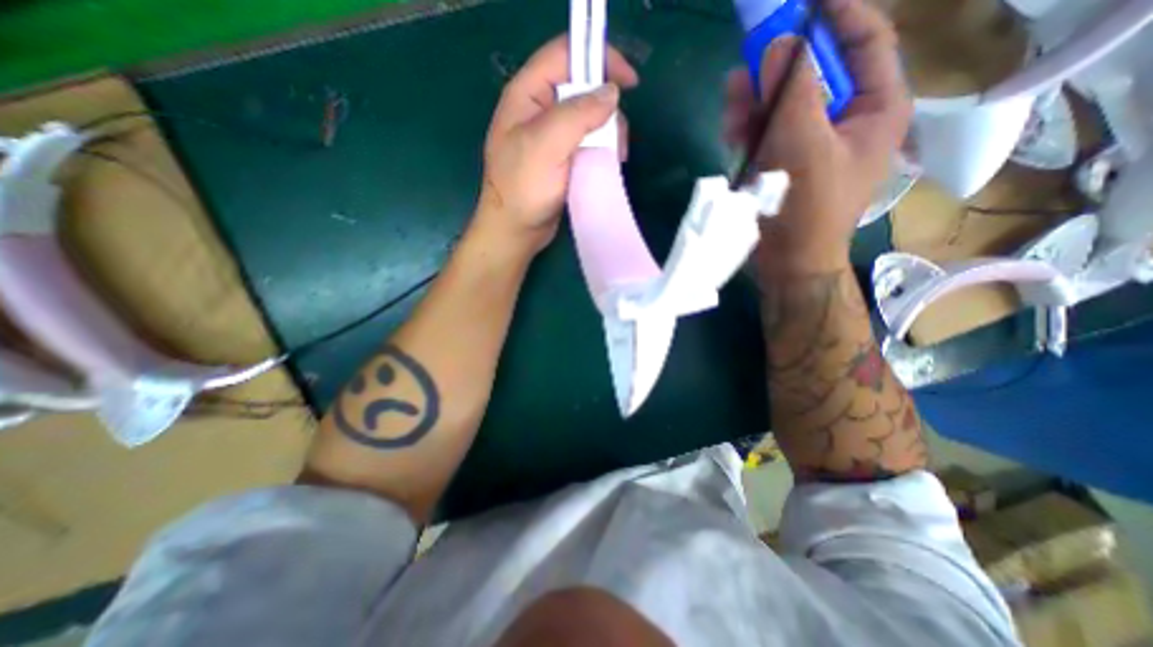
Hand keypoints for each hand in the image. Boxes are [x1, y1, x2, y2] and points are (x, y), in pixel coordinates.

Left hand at [475, 32, 640, 254]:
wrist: (515, 230)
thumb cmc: (523, 188)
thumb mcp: (546, 145)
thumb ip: (577, 114)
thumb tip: (611, 93)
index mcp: (527, 95)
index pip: (565, 55)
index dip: (600, 59)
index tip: (630, 83)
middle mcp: (539, 110)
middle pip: (582, 89)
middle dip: (607, 109)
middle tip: (619, 141)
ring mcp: (551, 136)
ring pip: (589, 118)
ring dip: (608, 134)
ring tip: (617, 158)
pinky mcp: (561, 158)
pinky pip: (587, 143)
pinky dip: (602, 150)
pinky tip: (608, 164)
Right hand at [728, 0, 909, 272]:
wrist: (788, 261)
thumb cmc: (805, 207)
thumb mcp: (802, 144)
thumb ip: (792, 91)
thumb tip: (777, 43)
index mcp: (874, 108)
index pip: (864, 40)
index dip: (836, 12)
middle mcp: (844, 119)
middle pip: (813, 72)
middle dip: (777, 68)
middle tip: (746, 57)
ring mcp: (810, 142)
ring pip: (782, 103)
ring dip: (754, 101)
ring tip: (730, 108)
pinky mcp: (783, 162)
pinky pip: (766, 131)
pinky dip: (747, 128)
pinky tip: (731, 132)